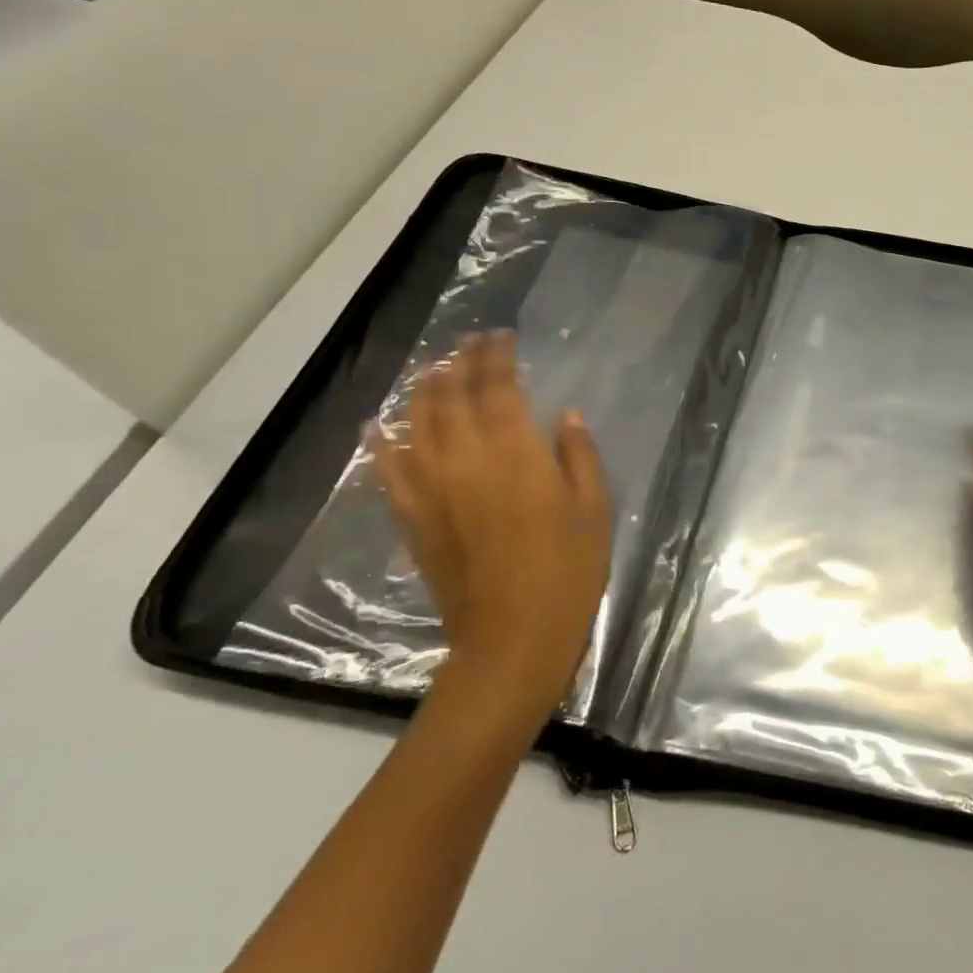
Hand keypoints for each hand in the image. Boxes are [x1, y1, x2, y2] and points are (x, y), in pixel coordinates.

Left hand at [372, 332, 612, 707]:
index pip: (498, 388)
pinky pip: (387, 469)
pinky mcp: (411, 517)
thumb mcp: (594, 508)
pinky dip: (381, 441)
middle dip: (459, 363)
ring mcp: (431, 489)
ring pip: (416, 423)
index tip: (500, 336)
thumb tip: (565, 417)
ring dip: (422, 390)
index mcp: (515, 454)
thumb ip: (579, 456)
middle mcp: (465, 460)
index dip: (497, 357)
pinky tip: (378, 423)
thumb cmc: (568, 571)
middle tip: (467, 343)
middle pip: (452, 397)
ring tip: (430, 369)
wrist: (512, 637)